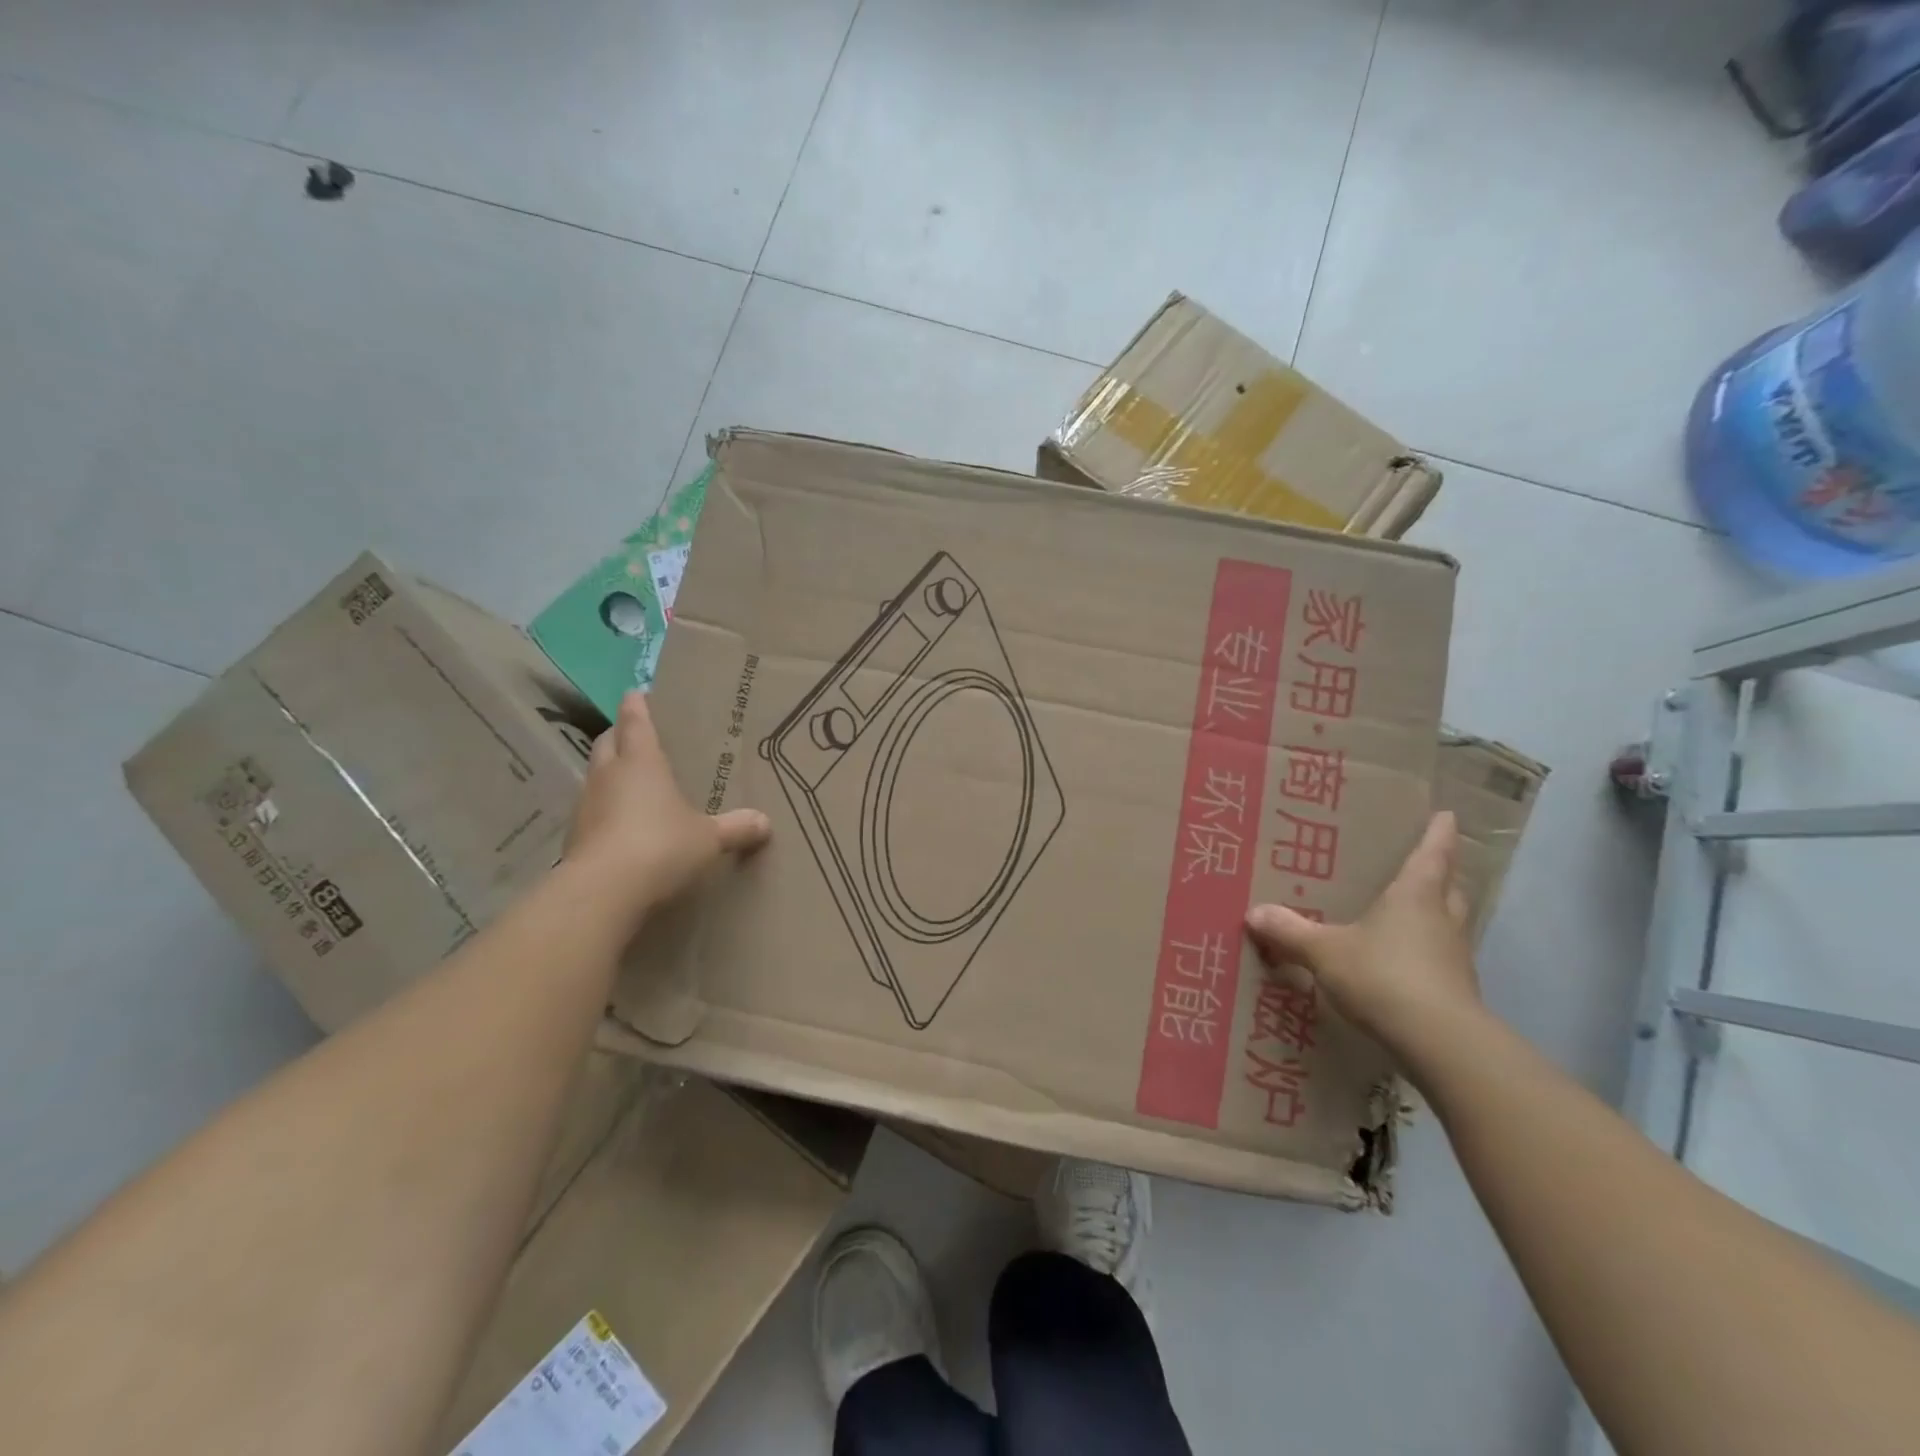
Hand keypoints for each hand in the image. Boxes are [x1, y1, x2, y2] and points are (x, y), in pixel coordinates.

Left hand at [563, 692, 770, 922]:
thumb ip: (736, 828)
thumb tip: (765, 822)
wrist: (603, 891)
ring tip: (629, 781)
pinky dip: (603, 809)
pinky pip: (590, 810)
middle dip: (619, 734)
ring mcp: (586, 805)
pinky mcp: (574, 836)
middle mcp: (609, 775)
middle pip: (607, 742)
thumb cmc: (661, 846)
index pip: (635, 721)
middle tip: (635, 735)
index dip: (637, 705)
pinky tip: (619, 825)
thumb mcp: (709, 838)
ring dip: (608, 772)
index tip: (637, 693)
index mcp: (642, 762)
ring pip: (594, 775)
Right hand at [1244, 812, 1479, 1062]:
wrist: (1439, 1041)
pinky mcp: (1456, 991)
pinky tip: (1405, 964)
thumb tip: (1253, 913)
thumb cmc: (1383, 975)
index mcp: (1415, 896)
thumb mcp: (1325, 951)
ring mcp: (1454, 957)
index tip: (1447, 815)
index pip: (1433, 854)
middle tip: (1426, 865)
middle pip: (1450, 888)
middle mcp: (1441, 920)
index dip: (1439, 833)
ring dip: (1436, 915)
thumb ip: (1290, 931)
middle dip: (1442, 874)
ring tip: (1411, 914)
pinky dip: (1427, 954)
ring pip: (1449, 924)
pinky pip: (1441, 960)